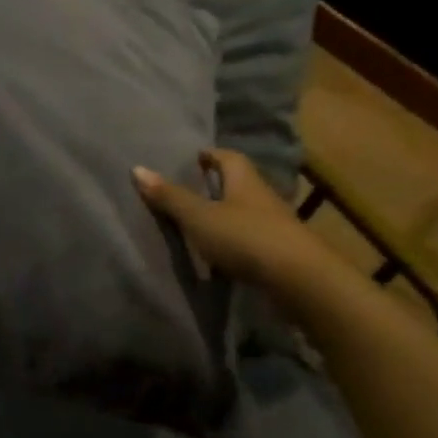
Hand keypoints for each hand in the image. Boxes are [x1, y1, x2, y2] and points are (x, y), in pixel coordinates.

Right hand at [132, 148, 323, 288]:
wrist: (301, 282)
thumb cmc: (245, 237)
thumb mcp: (199, 217)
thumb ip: (170, 196)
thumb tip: (137, 168)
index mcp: (244, 180)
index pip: (228, 156)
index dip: (209, 155)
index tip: (192, 158)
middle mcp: (262, 197)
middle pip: (237, 184)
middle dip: (215, 185)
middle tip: (187, 189)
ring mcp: (274, 227)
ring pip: (245, 214)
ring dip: (225, 216)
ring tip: (197, 224)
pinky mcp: (280, 254)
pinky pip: (251, 241)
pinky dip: (234, 243)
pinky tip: (218, 255)